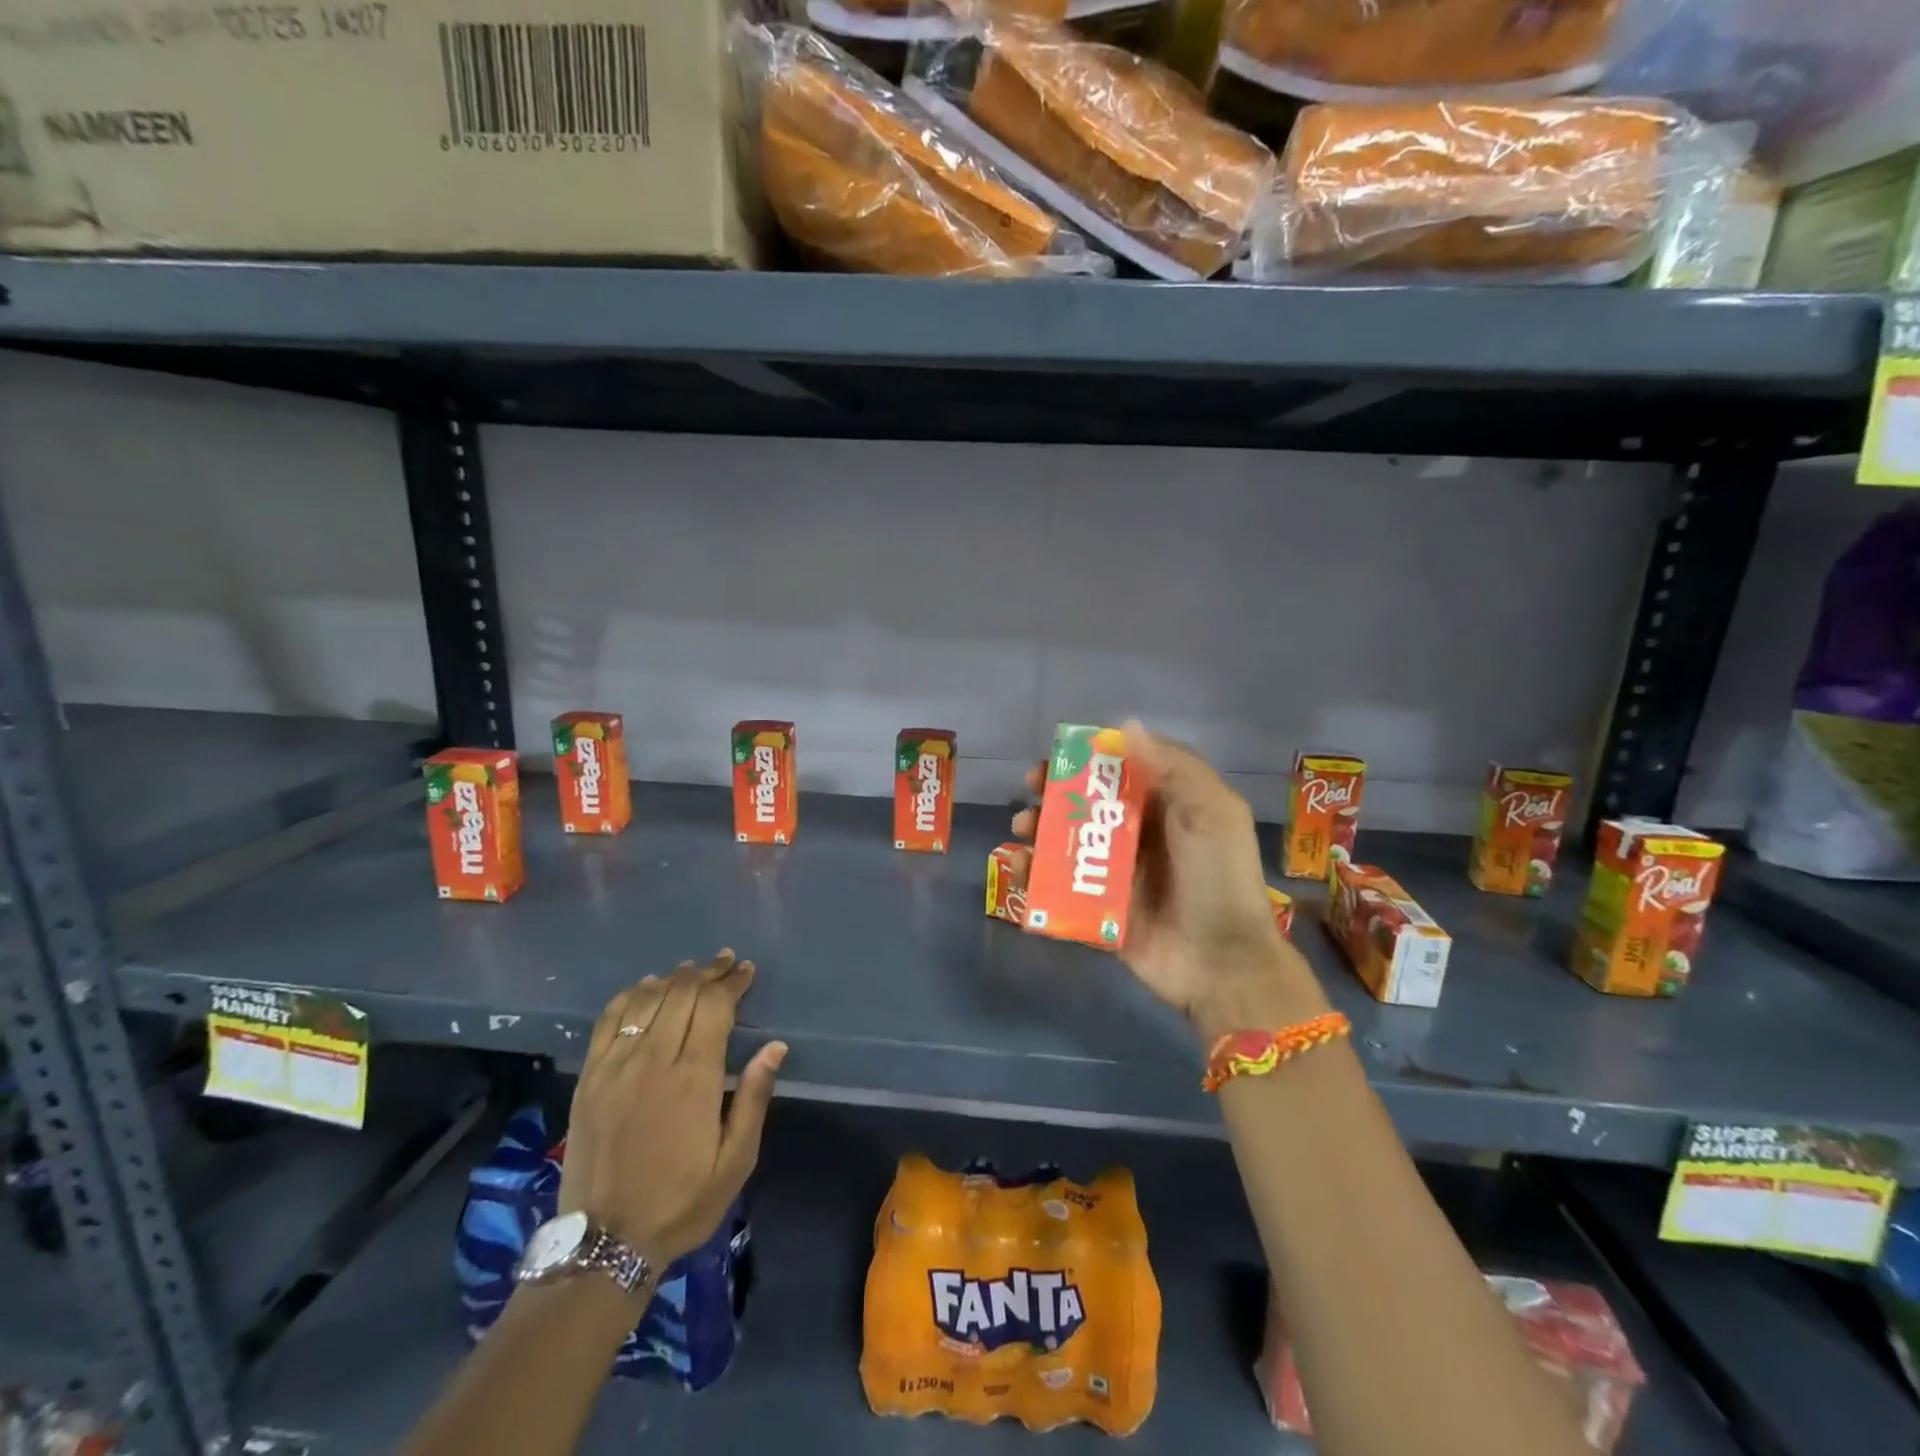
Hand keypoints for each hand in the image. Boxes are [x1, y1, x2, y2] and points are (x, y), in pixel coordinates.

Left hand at [558, 950, 786, 1272]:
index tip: (746, 970)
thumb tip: (775, 1047)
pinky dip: (631, 995)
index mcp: (693, 1078)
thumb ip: (754, 1098)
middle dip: (708, 973)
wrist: (603, 1244)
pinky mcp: (589, 1077)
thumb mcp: (735, 1161)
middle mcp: (653, 1060)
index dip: (732, 982)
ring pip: (647, 999)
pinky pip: (609, 1019)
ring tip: (692, 970)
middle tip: (725, 962)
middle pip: (682, 994)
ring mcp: (615, 1066)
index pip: (715, 1006)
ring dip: (674, 978)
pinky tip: (646, 988)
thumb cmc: (681, 1202)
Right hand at [1013, 721, 1325, 1031]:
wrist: (1222, 964)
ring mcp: (1116, 875)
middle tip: (1034, 788)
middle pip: (1090, 804)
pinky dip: (1036, 874)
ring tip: (1023, 829)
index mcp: (1169, 808)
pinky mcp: (1098, 910)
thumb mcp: (1211, 812)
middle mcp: (1140, 836)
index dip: (1091, 759)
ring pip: (1069, 842)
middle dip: (1057, 792)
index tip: (1061, 754)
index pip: (1124, 771)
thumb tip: (1125, 725)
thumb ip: (1172, 767)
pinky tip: (1022, 866)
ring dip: (1041, 830)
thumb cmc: (1218, 878)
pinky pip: (1060, 887)